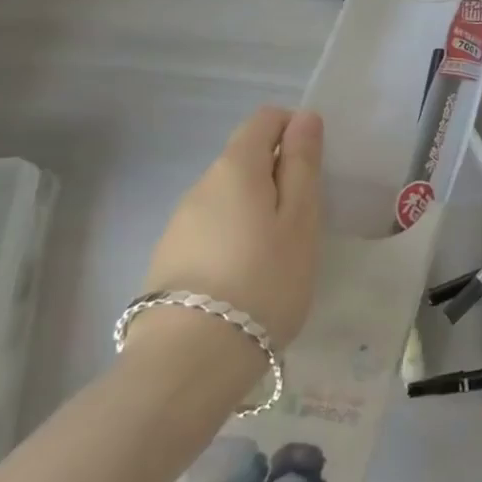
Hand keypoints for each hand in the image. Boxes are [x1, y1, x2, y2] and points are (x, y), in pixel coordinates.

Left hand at [138, 106, 323, 351]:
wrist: (188, 364)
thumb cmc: (263, 281)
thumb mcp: (300, 219)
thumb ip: (302, 164)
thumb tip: (304, 117)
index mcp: (236, 166)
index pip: (265, 119)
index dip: (293, 130)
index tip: (313, 170)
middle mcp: (201, 184)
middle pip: (245, 159)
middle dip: (277, 177)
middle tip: (302, 224)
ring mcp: (179, 223)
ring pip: (228, 198)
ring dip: (255, 211)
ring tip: (275, 259)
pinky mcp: (168, 259)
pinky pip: (211, 230)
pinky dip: (233, 240)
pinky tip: (244, 281)